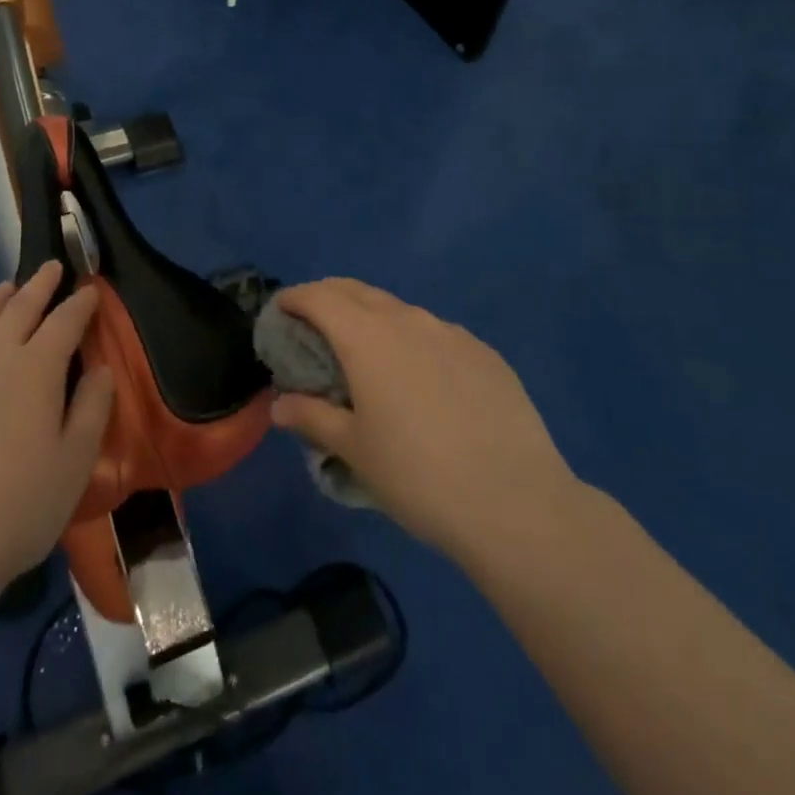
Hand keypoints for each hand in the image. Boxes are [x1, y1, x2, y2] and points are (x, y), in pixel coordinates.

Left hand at [0, 262, 114, 605]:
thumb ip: (93, 408)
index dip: (80, 303)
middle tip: (50, 267)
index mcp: (35, 369)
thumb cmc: (18, 508)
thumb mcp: (75, 463)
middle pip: (19, 309)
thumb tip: (100, 368)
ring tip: (6, 288)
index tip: (90, 289)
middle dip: (39, 285)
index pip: (64, 322)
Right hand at [270, 278, 582, 569]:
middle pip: (356, 291)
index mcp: (366, 336)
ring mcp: (450, 333)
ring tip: (367, 352)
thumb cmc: (417, 475)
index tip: (281, 310)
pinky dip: (413, 340)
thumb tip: (279, 405)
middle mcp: (407, 320)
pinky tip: (421, 378)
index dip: (294, 298)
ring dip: (372, 318)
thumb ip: (311, 418)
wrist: (516, 503)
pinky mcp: (484, 353)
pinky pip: (435, 333)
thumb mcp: (354, 450)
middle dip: (328, 298)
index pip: (319, 297)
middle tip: (313, 323)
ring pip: (399, 310)